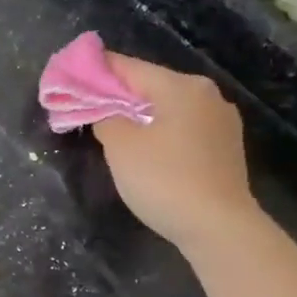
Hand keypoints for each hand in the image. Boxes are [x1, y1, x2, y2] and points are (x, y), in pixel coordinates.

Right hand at [92, 54, 261, 254]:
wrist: (218, 227)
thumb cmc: (164, 180)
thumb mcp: (121, 147)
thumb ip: (105, 118)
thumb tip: (106, 112)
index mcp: (182, 86)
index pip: (129, 68)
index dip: (96, 71)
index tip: (71, 76)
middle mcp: (207, 95)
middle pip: (151, 86)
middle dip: (118, 96)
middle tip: (88, 107)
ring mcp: (221, 122)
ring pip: (169, 109)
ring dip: (140, 116)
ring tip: (113, 131)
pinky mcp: (226, 149)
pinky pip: (183, 130)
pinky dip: (161, 133)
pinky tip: (146, 151)